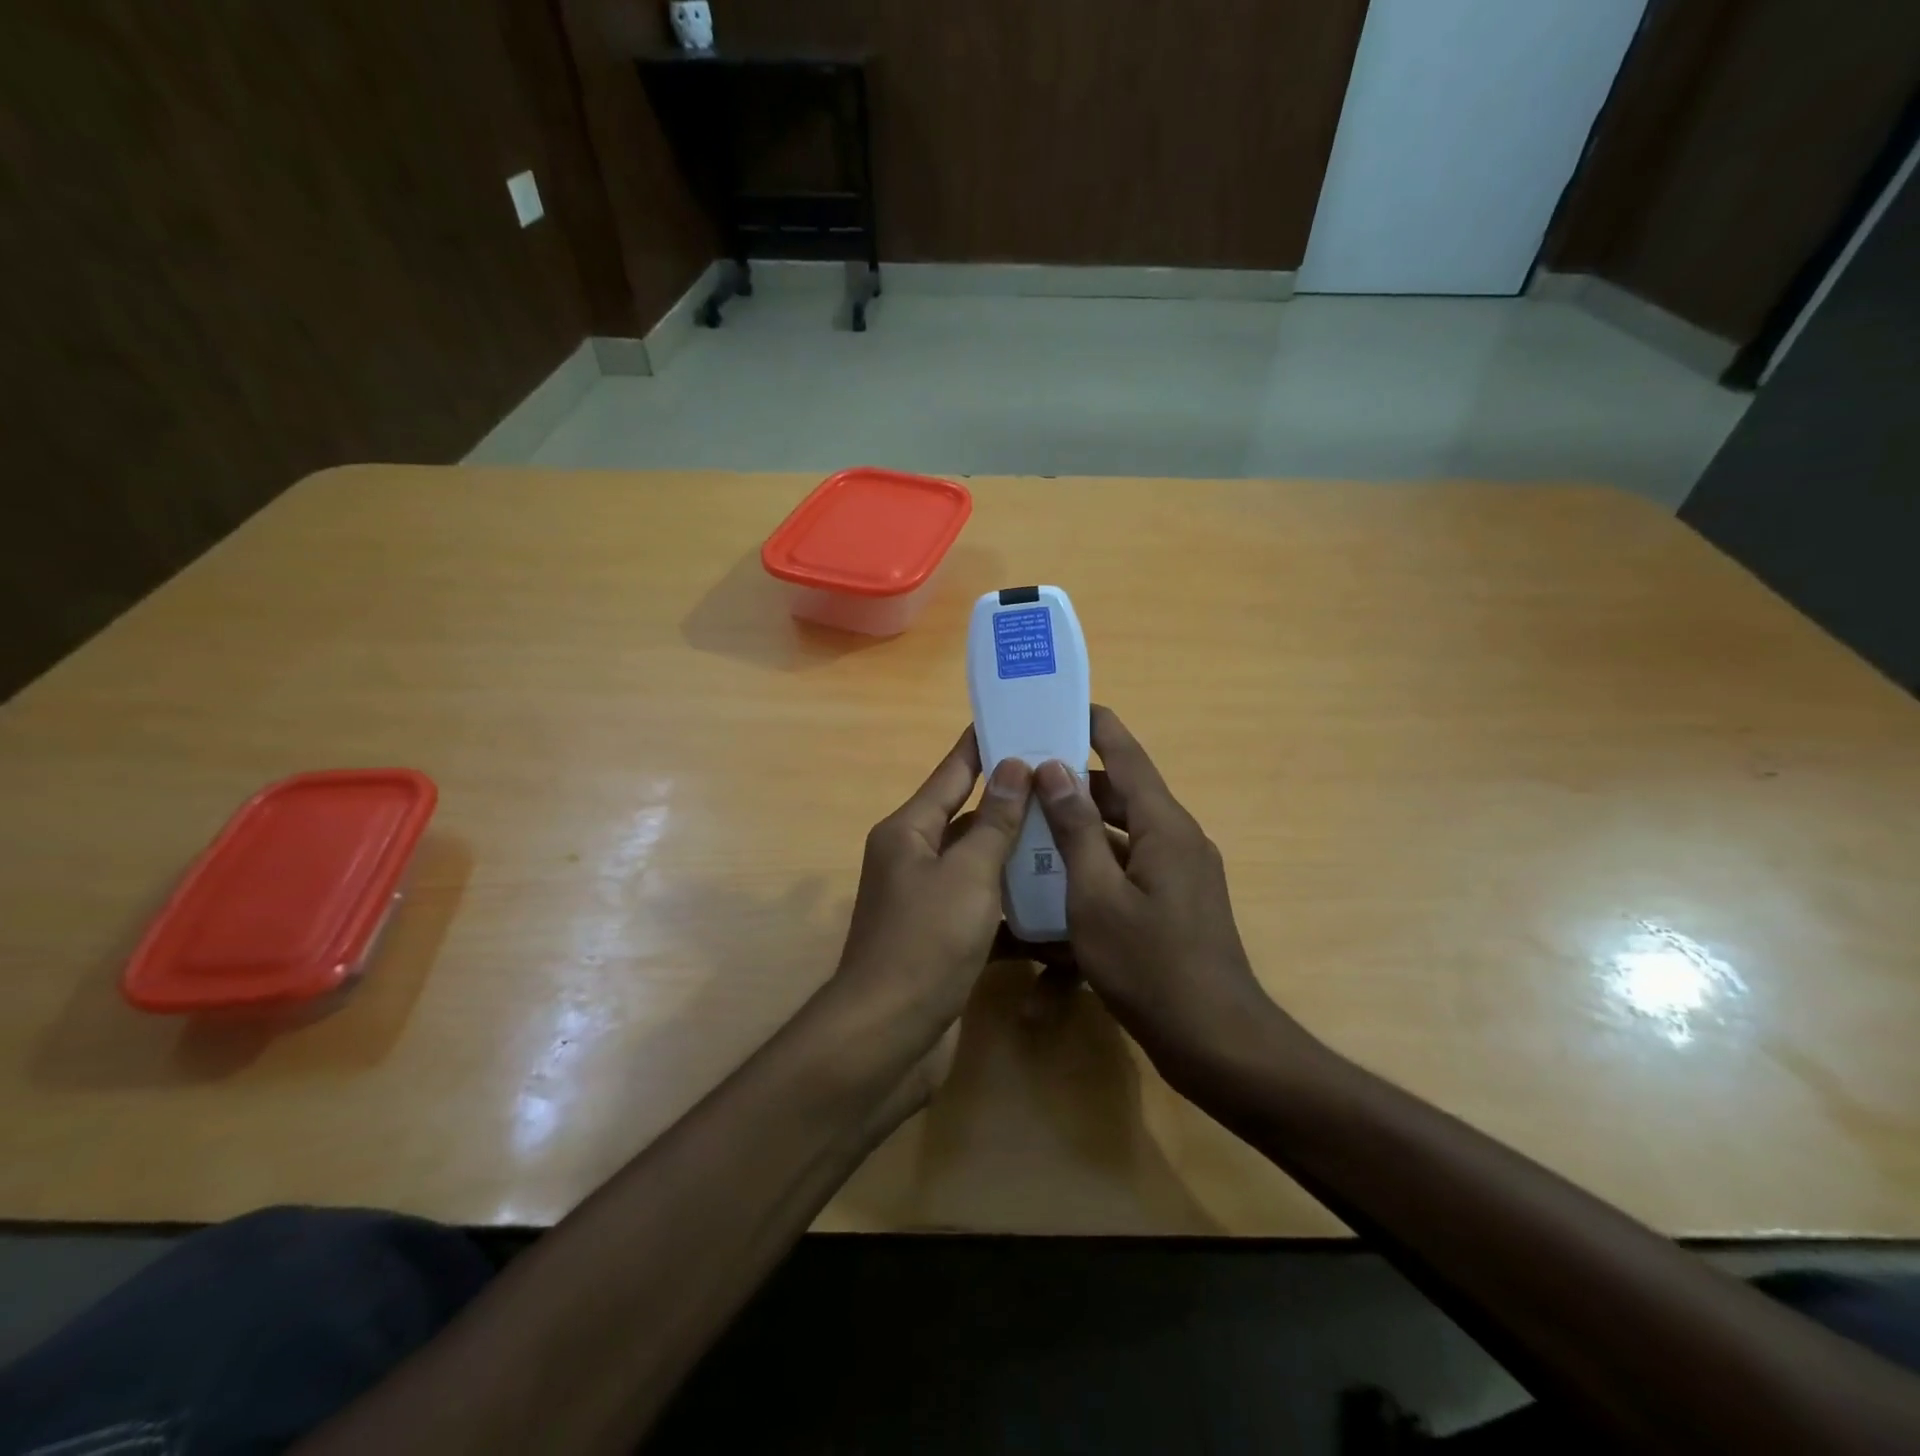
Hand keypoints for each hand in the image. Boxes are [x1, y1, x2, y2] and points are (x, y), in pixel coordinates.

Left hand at [829, 727, 1032, 1062]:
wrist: (888, 1037)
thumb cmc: (926, 943)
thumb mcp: (967, 875)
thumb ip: (994, 822)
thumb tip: (1014, 766)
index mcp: (909, 831)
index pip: (952, 772)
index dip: (983, 744)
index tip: (1017, 717)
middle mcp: (913, 858)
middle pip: (969, 817)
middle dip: (1013, 801)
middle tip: (1065, 781)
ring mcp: (927, 901)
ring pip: (980, 864)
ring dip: (1018, 855)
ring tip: (1071, 833)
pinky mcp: (942, 939)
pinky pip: (983, 908)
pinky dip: (1013, 906)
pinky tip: (1056, 904)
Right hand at [1032, 706, 1309, 1087]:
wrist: (1216, 1041)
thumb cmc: (1150, 966)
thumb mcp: (1096, 896)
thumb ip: (1076, 829)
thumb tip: (1054, 769)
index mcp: (1164, 826)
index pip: (1127, 756)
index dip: (1096, 726)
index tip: (1061, 704)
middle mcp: (1177, 839)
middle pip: (1122, 793)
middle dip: (1076, 781)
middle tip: (1026, 773)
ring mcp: (1180, 873)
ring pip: (1124, 832)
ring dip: (1083, 825)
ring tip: (1032, 821)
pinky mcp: (1175, 903)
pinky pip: (1130, 864)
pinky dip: (1097, 861)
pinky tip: (1060, 878)